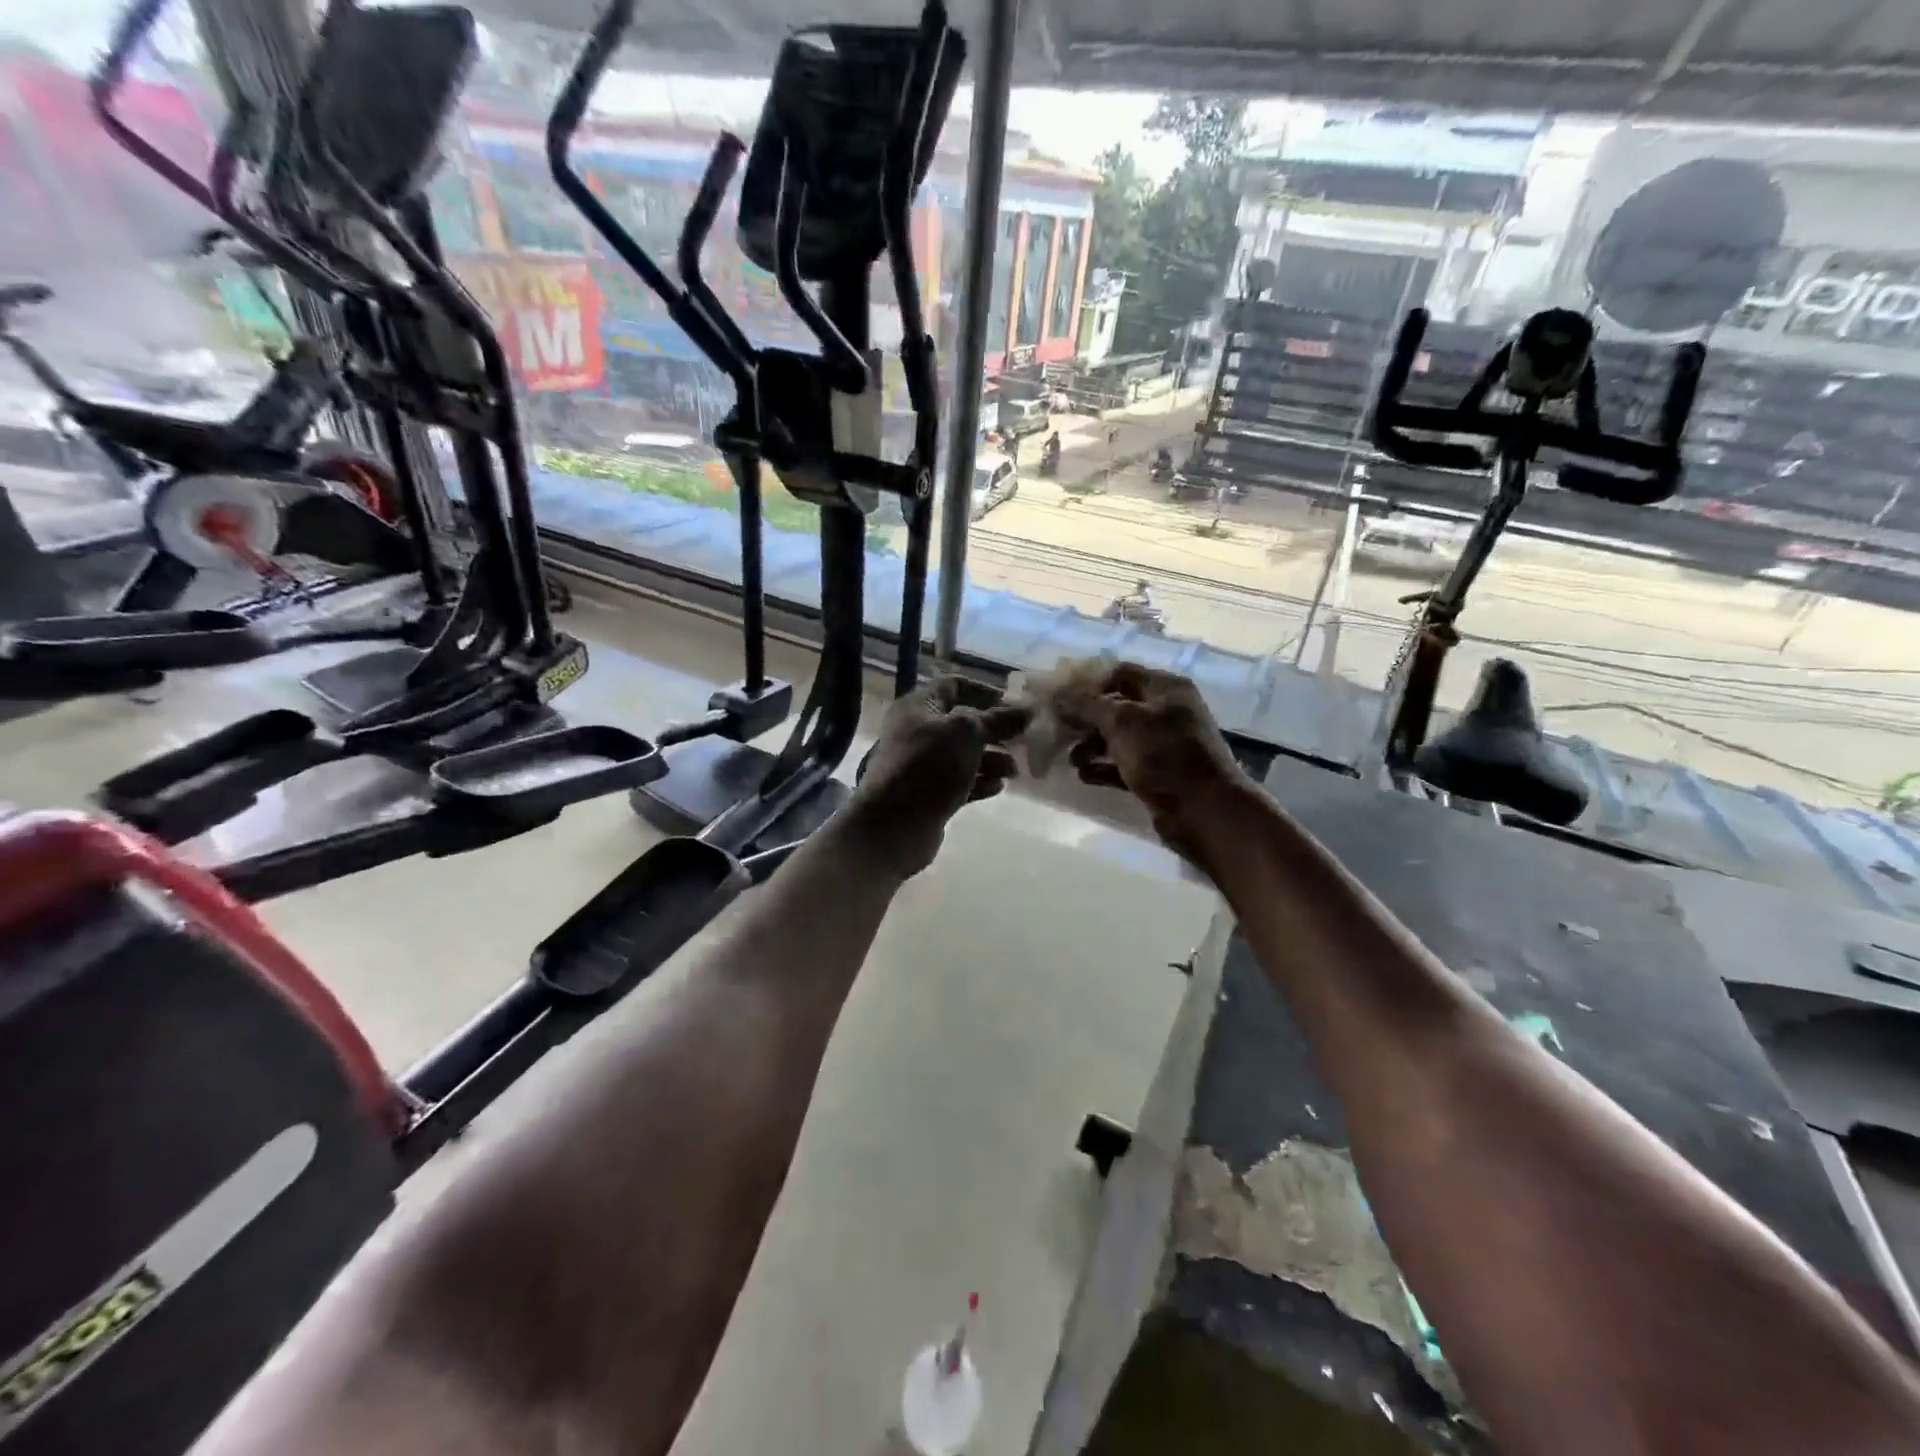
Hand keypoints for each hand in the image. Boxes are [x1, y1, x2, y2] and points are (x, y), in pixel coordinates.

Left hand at [845, 676, 1030, 876]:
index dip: (985, 691)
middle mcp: (917, 731)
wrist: (895, 825)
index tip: (1013, 706)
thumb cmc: (929, 766)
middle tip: (1021, 741)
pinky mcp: (928, 794)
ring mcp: (921, 765)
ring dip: (992, 759)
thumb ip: (998, 720)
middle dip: (994, 731)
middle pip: (962, 723)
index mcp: (918, 706)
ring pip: (963, 754)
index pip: (954, 685)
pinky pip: (959, 781)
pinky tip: (999, 787)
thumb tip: (1026, 710)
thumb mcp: (966, 733)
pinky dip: (980, 782)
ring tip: (1014, 771)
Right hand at [1058, 662, 1251, 867]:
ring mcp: (1162, 745)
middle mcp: (1165, 712)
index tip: (1056, 695)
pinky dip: (1102, 768)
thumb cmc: (1164, 754)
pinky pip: (1122, 765)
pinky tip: (1083, 775)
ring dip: (1090, 745)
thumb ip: (1088, 704)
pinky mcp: (1157, 775)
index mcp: (1165, 688)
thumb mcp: (1123, 721)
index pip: (1119, 673)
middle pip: (1116, 706)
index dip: (1086, 681)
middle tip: (1056, 729)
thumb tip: (1058, 693)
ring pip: (1117, 738)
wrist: (1204, 811)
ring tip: (1070, 759)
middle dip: (1085, 717)